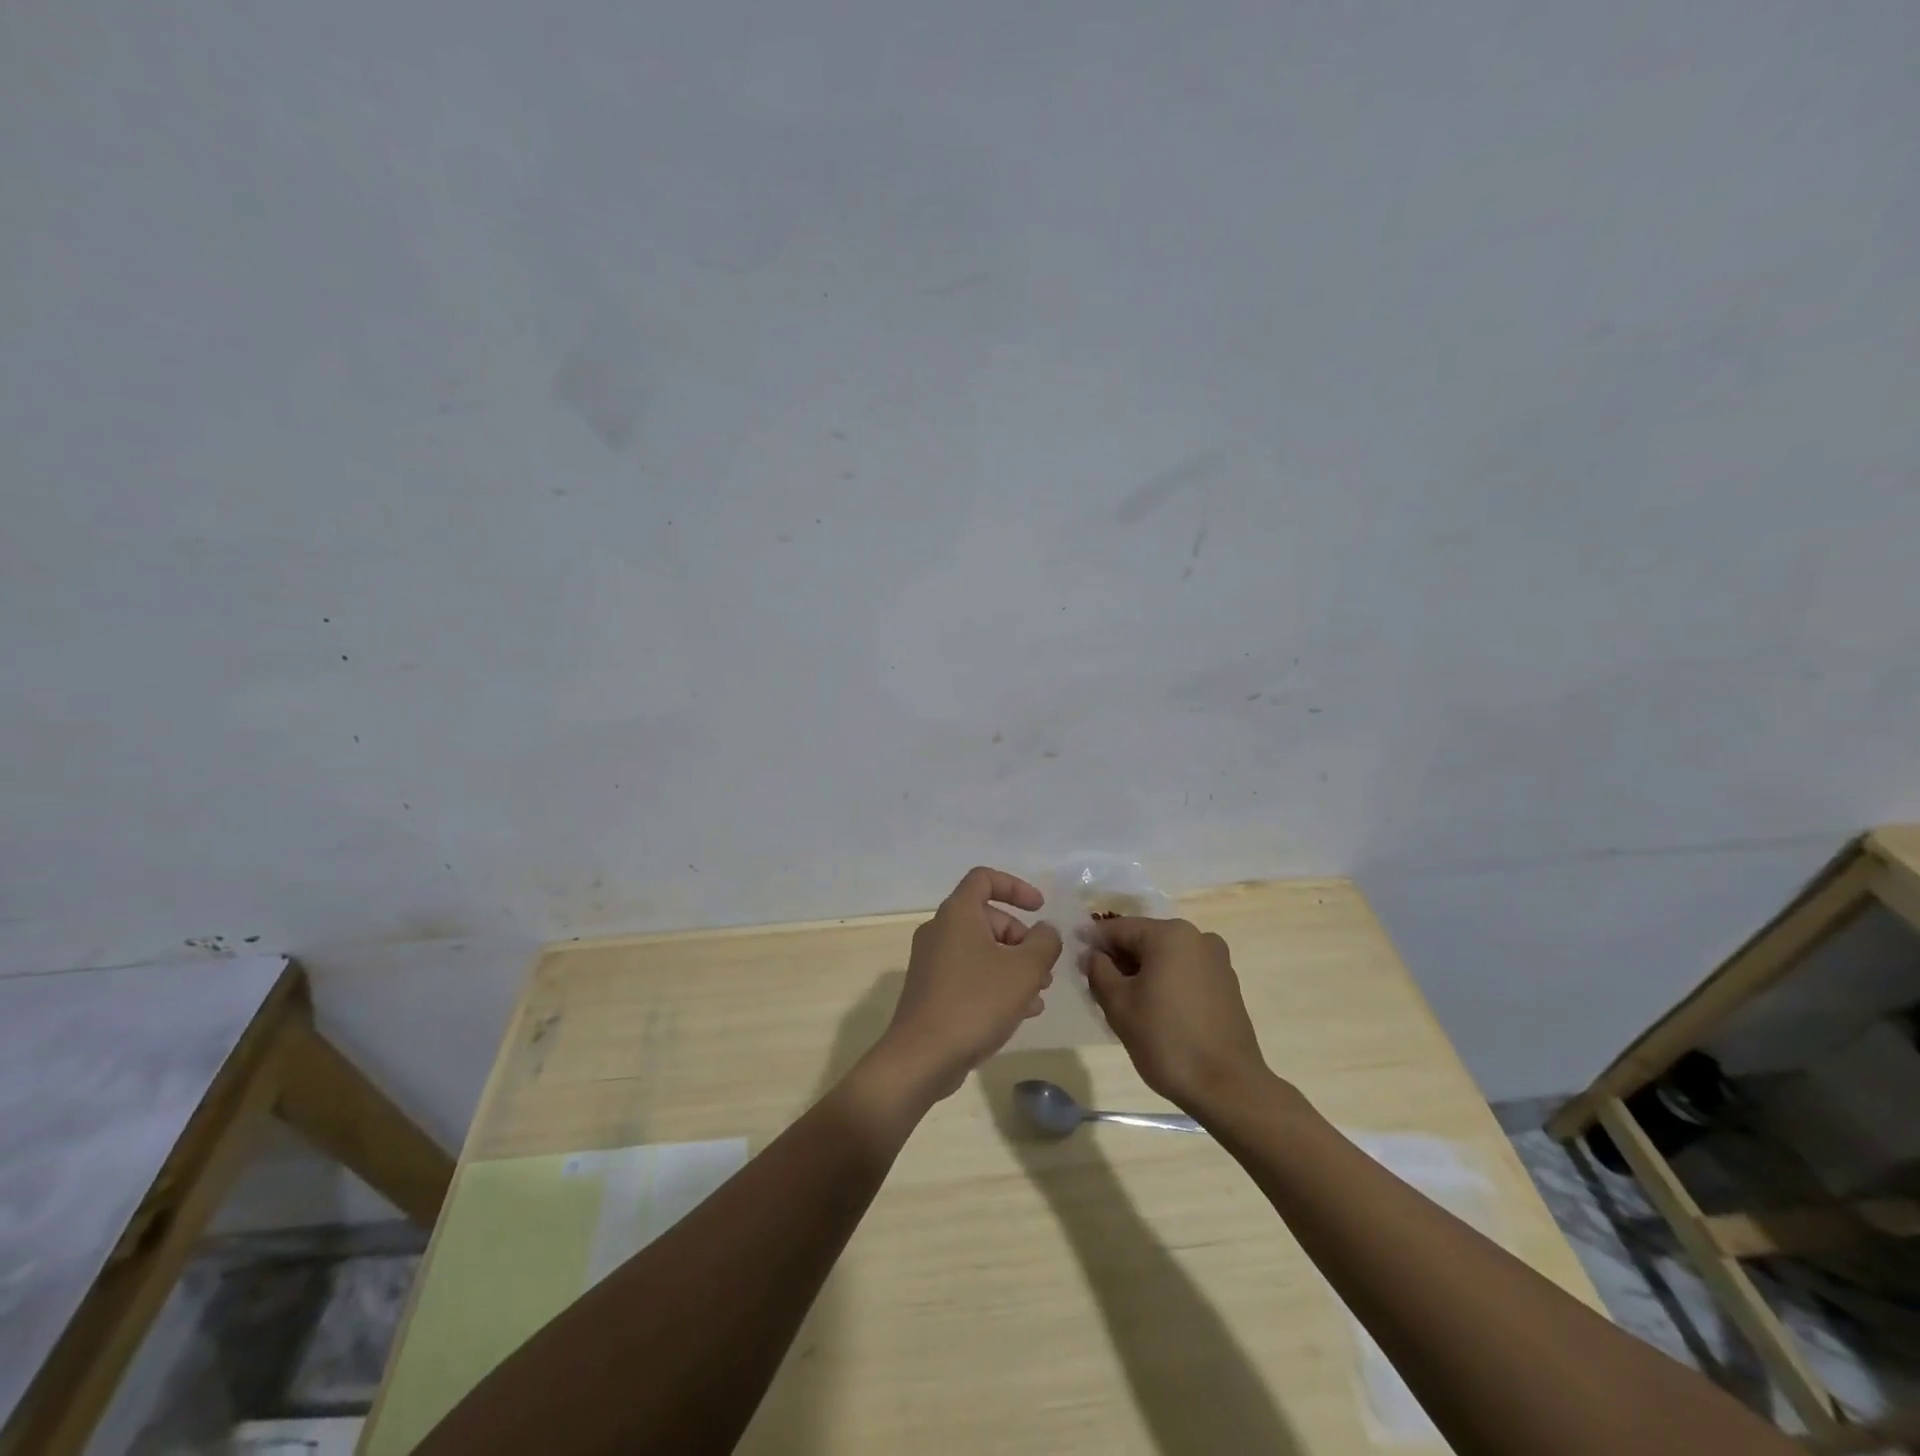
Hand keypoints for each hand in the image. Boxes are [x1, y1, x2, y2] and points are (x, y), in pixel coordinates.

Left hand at [878, 867, 1063, 1100]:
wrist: (922, 1057)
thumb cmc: (976, 1002)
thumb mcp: (1025, 970)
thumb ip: (1044, 942)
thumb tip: (1045, 931)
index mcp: (957, 913)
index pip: (984, 878)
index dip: (1016, 887)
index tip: (1040, 908)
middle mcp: (940, 930)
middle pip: (988, 918)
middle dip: (1021, 939)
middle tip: (1043, 968)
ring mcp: (932, 961)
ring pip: (981, 950)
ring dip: (1013, 965)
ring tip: (1039, 994)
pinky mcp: (931, 990)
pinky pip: (969, 974)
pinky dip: (995, 983)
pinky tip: (1020, 1012)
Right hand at [1081, 917, 1269, 1112]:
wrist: (1228, 1087)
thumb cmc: (1166, 1040)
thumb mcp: (1118, 1004)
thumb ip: (1098, 970)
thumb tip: (1092, 955)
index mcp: (1170, 934)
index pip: (1118, 928)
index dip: (1092, 942)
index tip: (1074, 958)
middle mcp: (1197, 937)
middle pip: (1144, 940)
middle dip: (1118, 959)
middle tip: (1096, 986)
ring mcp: (1216, 961)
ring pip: (1165, 957)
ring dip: (1141, 972)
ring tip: (1124, 1002)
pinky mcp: (1227, 985)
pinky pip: (1185, 973)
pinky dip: (1165, 983)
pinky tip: (1154, 1010)